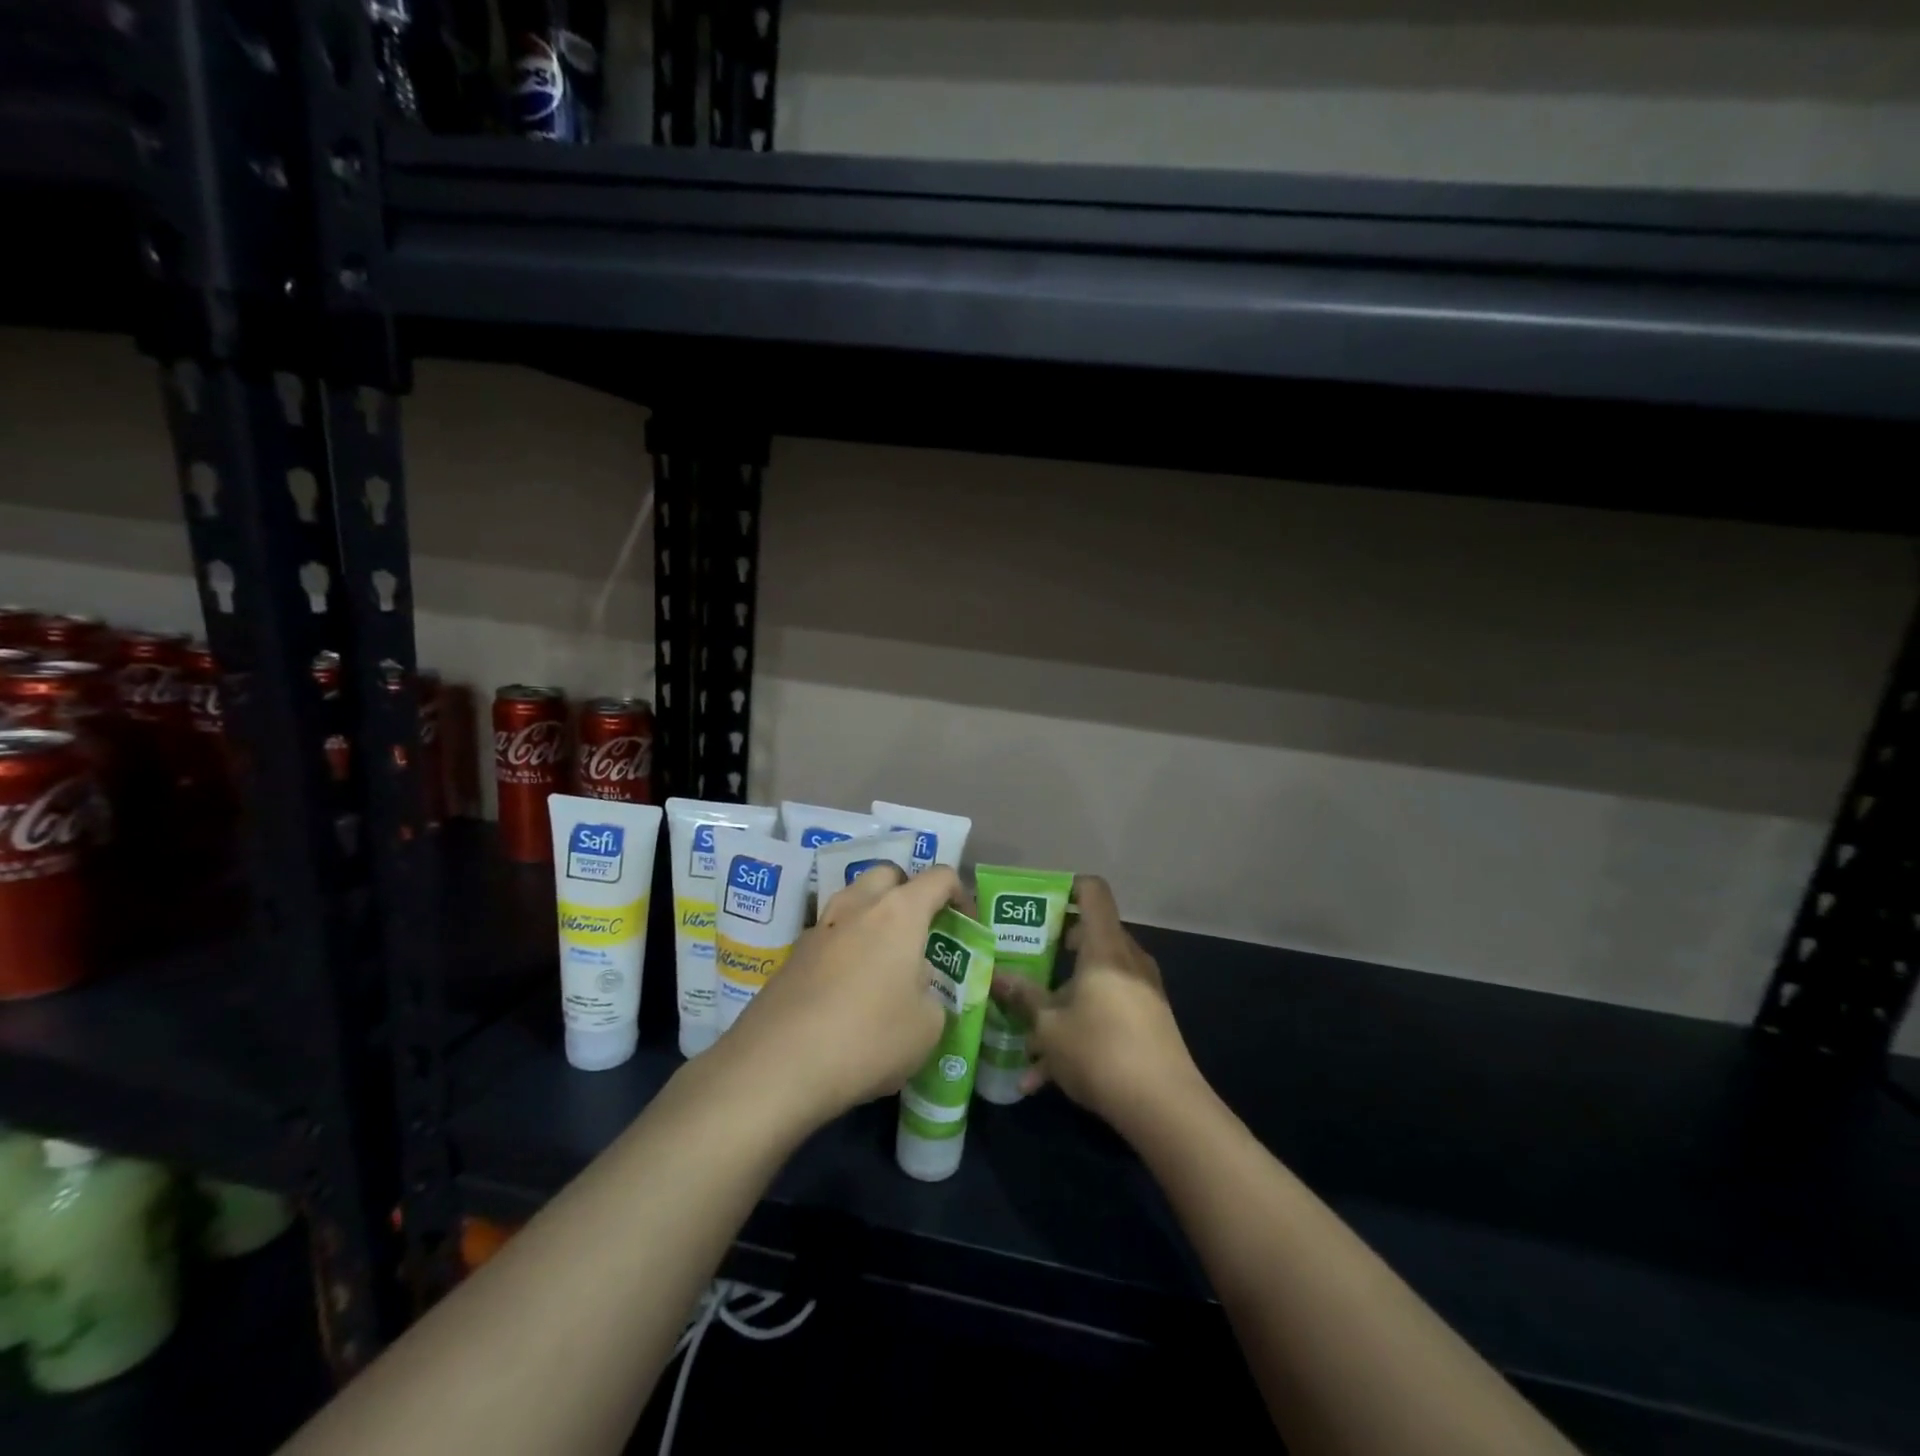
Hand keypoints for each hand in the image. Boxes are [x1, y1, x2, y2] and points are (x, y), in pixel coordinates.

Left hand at [723, 864, 954, 1126]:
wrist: (777, 1064)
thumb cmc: (868, 1038)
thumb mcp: (927, 1027)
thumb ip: (932, 995)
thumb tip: (916, 985)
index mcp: (900, 912)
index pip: (939, 877)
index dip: (960, 894)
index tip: (966, 925)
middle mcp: (858, 906)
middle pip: (888, 875)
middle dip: (909, 891)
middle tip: (920, 930)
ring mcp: (820, 927)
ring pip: (853, 899)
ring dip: (873, 915)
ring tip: (884, 957)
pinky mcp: (793, 955)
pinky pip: (830, 934)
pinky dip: (846, 946)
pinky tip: (848, 987)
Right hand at [989, 876, 1200, 1134]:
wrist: (1166, 1108)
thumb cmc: (1101, 1051)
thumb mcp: (1049, 1027)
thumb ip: (1022, 998)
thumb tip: (996, 977)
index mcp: (1105, 947)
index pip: (1092, 892)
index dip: (1066, 886)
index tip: (1038, 902)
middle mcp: (1127, 961)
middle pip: (1091, 938)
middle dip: (1054, 952)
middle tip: (1023, 963)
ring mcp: (1142, 993)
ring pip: (1094, 983)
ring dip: (1060, 1005)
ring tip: (1025, 1039)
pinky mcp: (1148, 1024)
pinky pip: (1106, 1013)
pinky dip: (1079, 1032)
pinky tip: (1043, 1078)